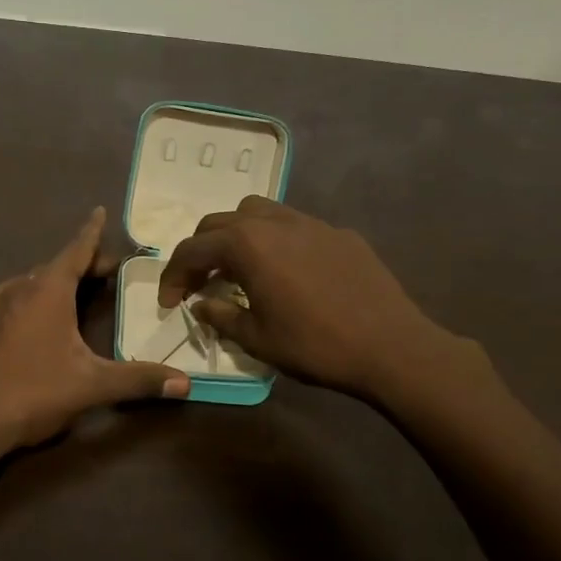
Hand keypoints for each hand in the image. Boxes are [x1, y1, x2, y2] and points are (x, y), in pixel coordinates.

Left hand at [0, 207, 188, 450]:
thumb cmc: (37, 391)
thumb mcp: (94, 384)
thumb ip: (139, 379)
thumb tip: (186, 383)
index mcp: (48, 292)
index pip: (75, 251)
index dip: (90, 232)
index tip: (98, 210)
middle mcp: (21, 290)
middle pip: (56, 265)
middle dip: (83, 262)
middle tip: (109, 269)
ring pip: (32, 281)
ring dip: (56, 278)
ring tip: (76, 287)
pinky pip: (13, 297)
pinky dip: (32, 294)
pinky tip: (33, 309)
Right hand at [156, 197, 484, 407]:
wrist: (391, 347)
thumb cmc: (314, 345)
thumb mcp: (256, 338)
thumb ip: (221, 316)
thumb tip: (201, 305)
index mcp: (247, 245)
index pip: (192, 250)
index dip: (172, 276)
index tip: (169, 303)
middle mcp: (274, 222)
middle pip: (220, 223)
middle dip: (200, 251)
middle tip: (197, 284)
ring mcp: (311, 223)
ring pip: (258, 213)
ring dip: (236, 236)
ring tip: (238, 268)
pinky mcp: (340, 233)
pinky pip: (294, 227)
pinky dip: (275, 242)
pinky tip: (287, 273)